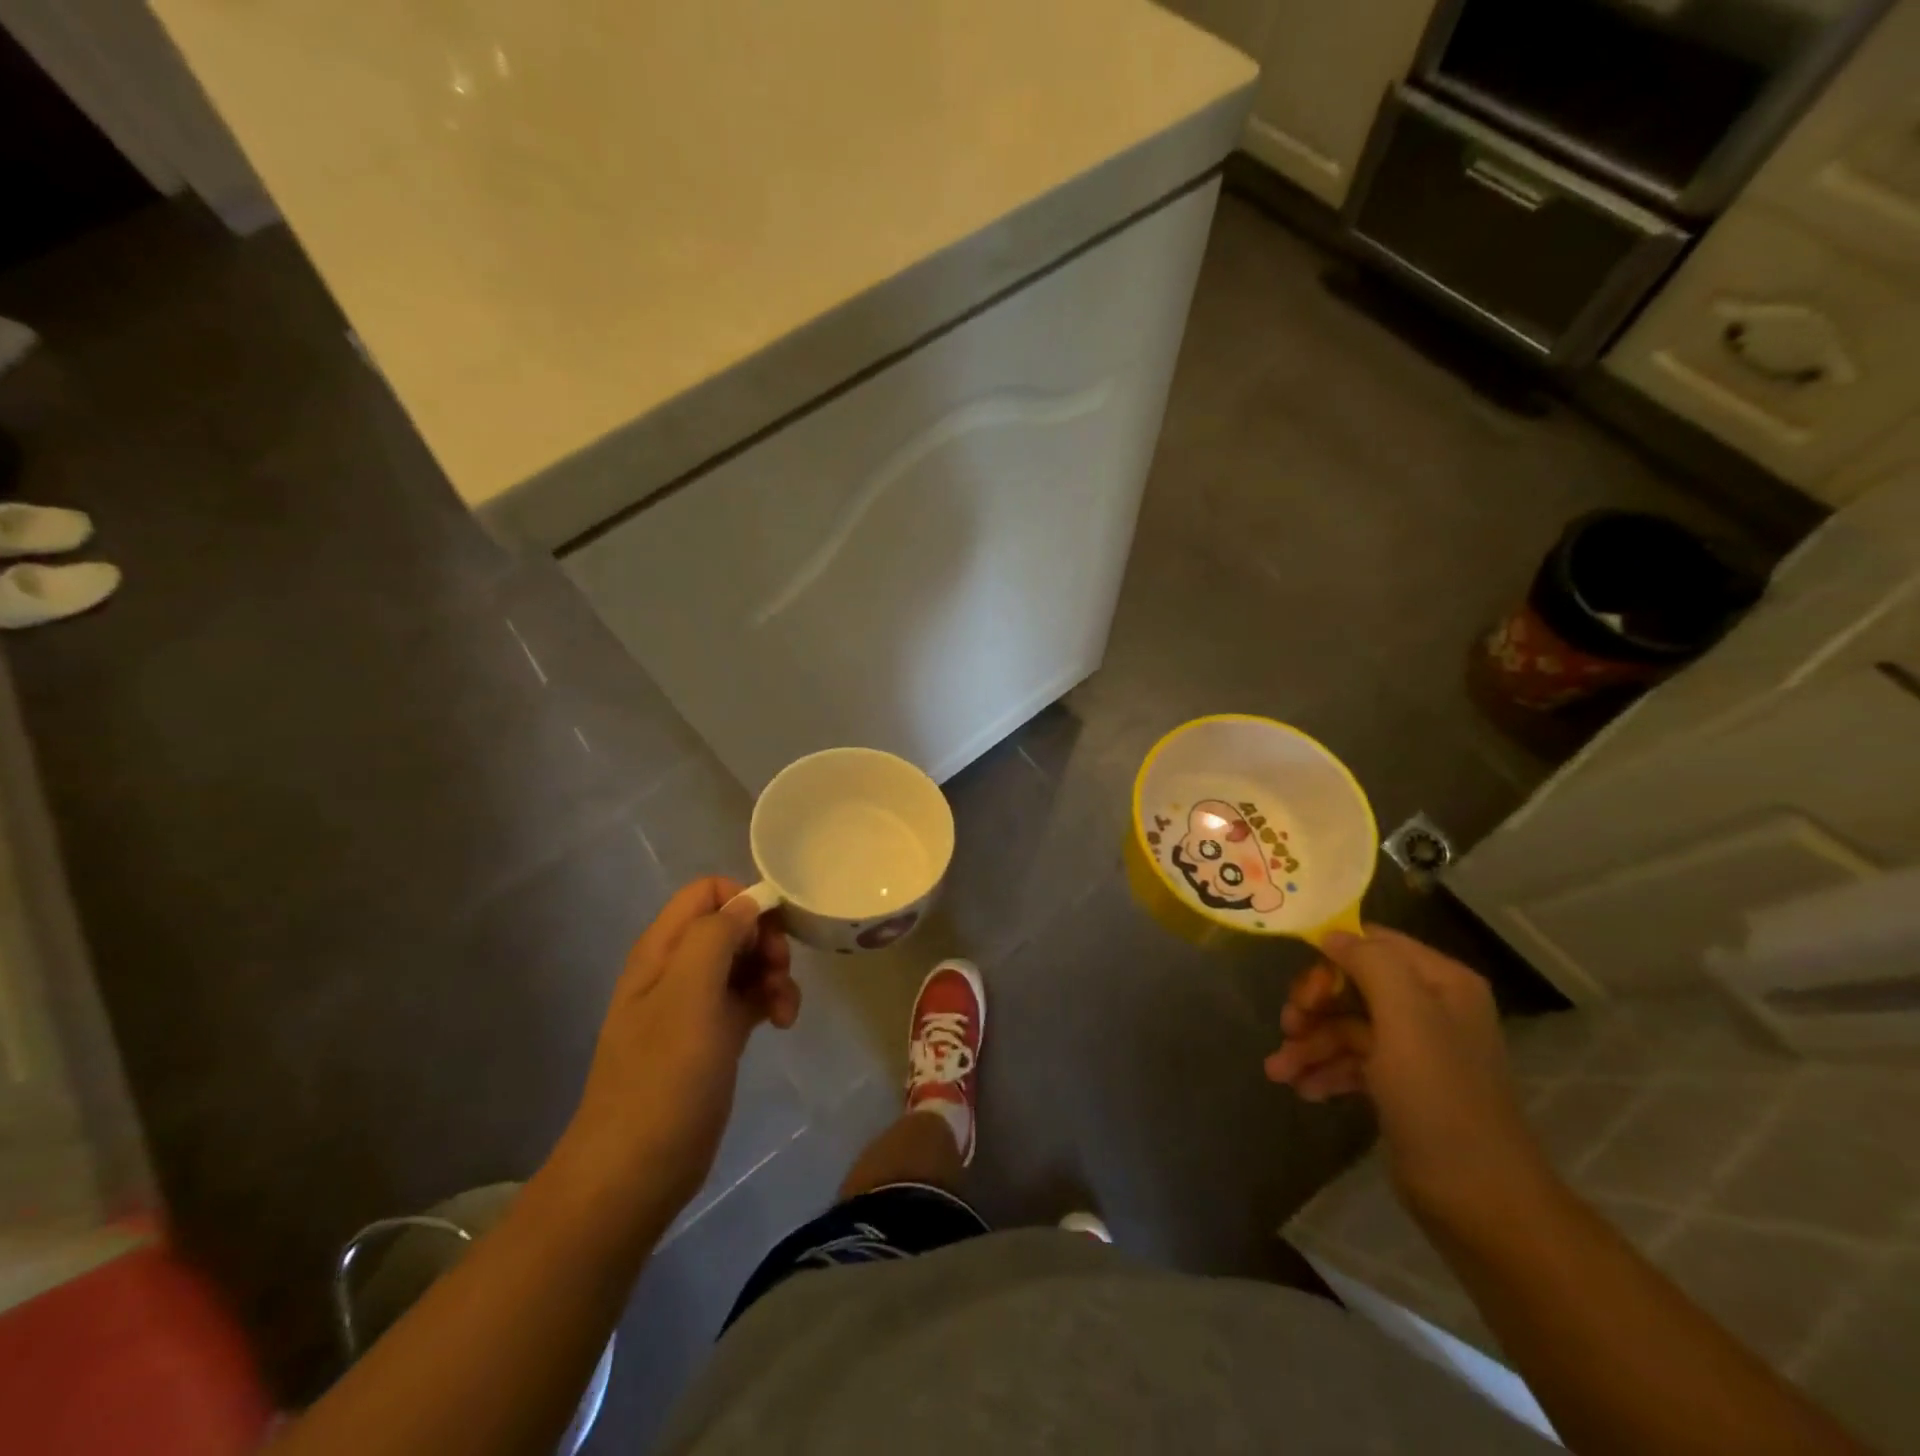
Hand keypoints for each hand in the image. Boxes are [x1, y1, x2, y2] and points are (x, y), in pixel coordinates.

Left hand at [561, 878, 797, 1211]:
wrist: (637, 1169)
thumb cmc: (663, 1076)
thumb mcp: (689, 994)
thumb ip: (716, 936)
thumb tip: (746, 903)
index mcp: (663, 949)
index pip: (707, 892)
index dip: (744, 901)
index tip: (772, 932)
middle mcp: (677, 968)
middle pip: (732, 925)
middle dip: (765, 940)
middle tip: (779, 971)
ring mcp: (695, 1004)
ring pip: (745, 962)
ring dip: (774, 973)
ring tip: (785, 1008)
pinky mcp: (713, 1035)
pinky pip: (749, 997)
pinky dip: (770, 1001)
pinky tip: (783, 1023)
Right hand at [1264, 927, 1548, 1224]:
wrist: (1479, 1201)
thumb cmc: (1440, 1098)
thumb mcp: (1406, 1018)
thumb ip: (1371, 964)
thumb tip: (1332, 935)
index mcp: (1440, 983)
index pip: (1373, 943)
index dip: (1331, 957)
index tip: (1302, 990)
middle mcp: (1429, 1008)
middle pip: (1352, 984)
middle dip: (1314, 1005)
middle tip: (1288, 1027)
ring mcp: (1414, 1048)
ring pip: (1345, 1025)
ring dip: (1309, 1043)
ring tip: (1279, 1071)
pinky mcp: (1399, 1085)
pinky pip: (1351, 1060)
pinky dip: (1323, 1070)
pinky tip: (1302, 1089)